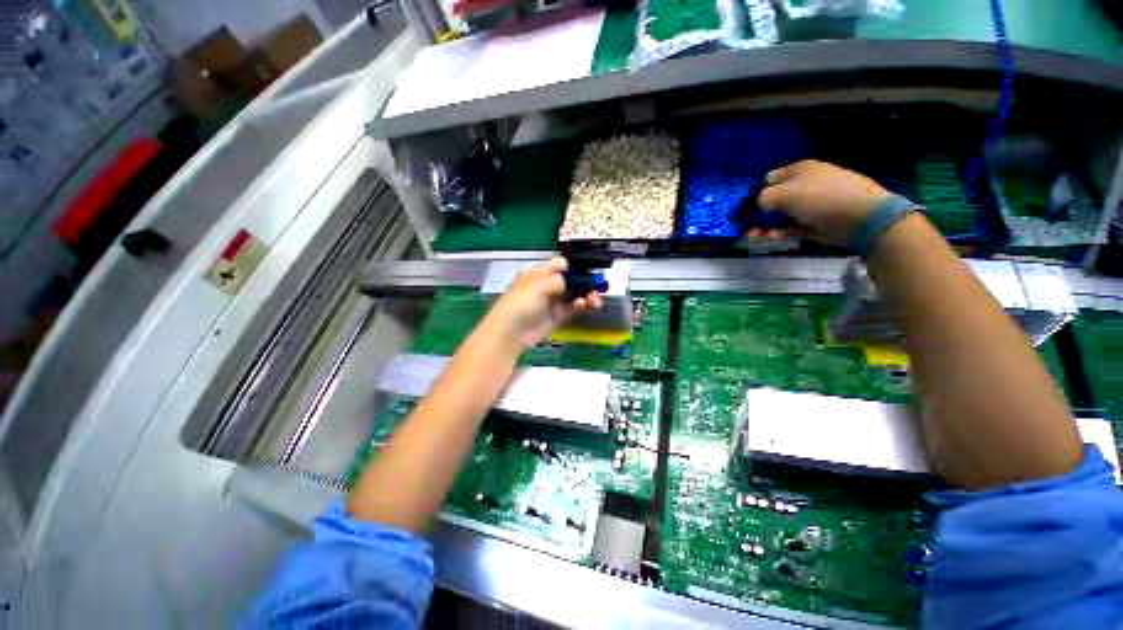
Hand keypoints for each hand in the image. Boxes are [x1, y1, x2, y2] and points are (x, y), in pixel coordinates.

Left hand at [479, 257, 603, 350]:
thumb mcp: (537, 285)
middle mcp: (547, 286)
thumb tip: (569, 278)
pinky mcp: (556, 317)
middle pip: (570, 280)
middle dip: (584, 281)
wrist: (511, 333)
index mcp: (539, 274)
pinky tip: (585, 304)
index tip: (588, 269)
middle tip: (597, 286)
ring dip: (585, 295)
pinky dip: (579, 306)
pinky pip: (571, 309)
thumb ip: (557, 280)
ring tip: (595, 299)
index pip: (559, 265)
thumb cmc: (521, 303)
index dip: (573, 266)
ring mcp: (552, 302)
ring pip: (573, 295)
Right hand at [756, 160, 891, 243]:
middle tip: (747, 227)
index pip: (769, 179)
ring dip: (766, 227)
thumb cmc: (820, 197)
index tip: (748, 208)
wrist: (860, 215)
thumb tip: (760, 204)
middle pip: (773, 200)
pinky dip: (780, 233)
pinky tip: (772, 238)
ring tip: (754, 237)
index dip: (756, 192)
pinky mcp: (814, 222)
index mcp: (798, 170)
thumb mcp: (784, 193)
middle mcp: (803, 185)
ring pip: (780, 216)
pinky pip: (791, 227)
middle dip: (759, 215)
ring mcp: (810, 204)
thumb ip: (763, 198)